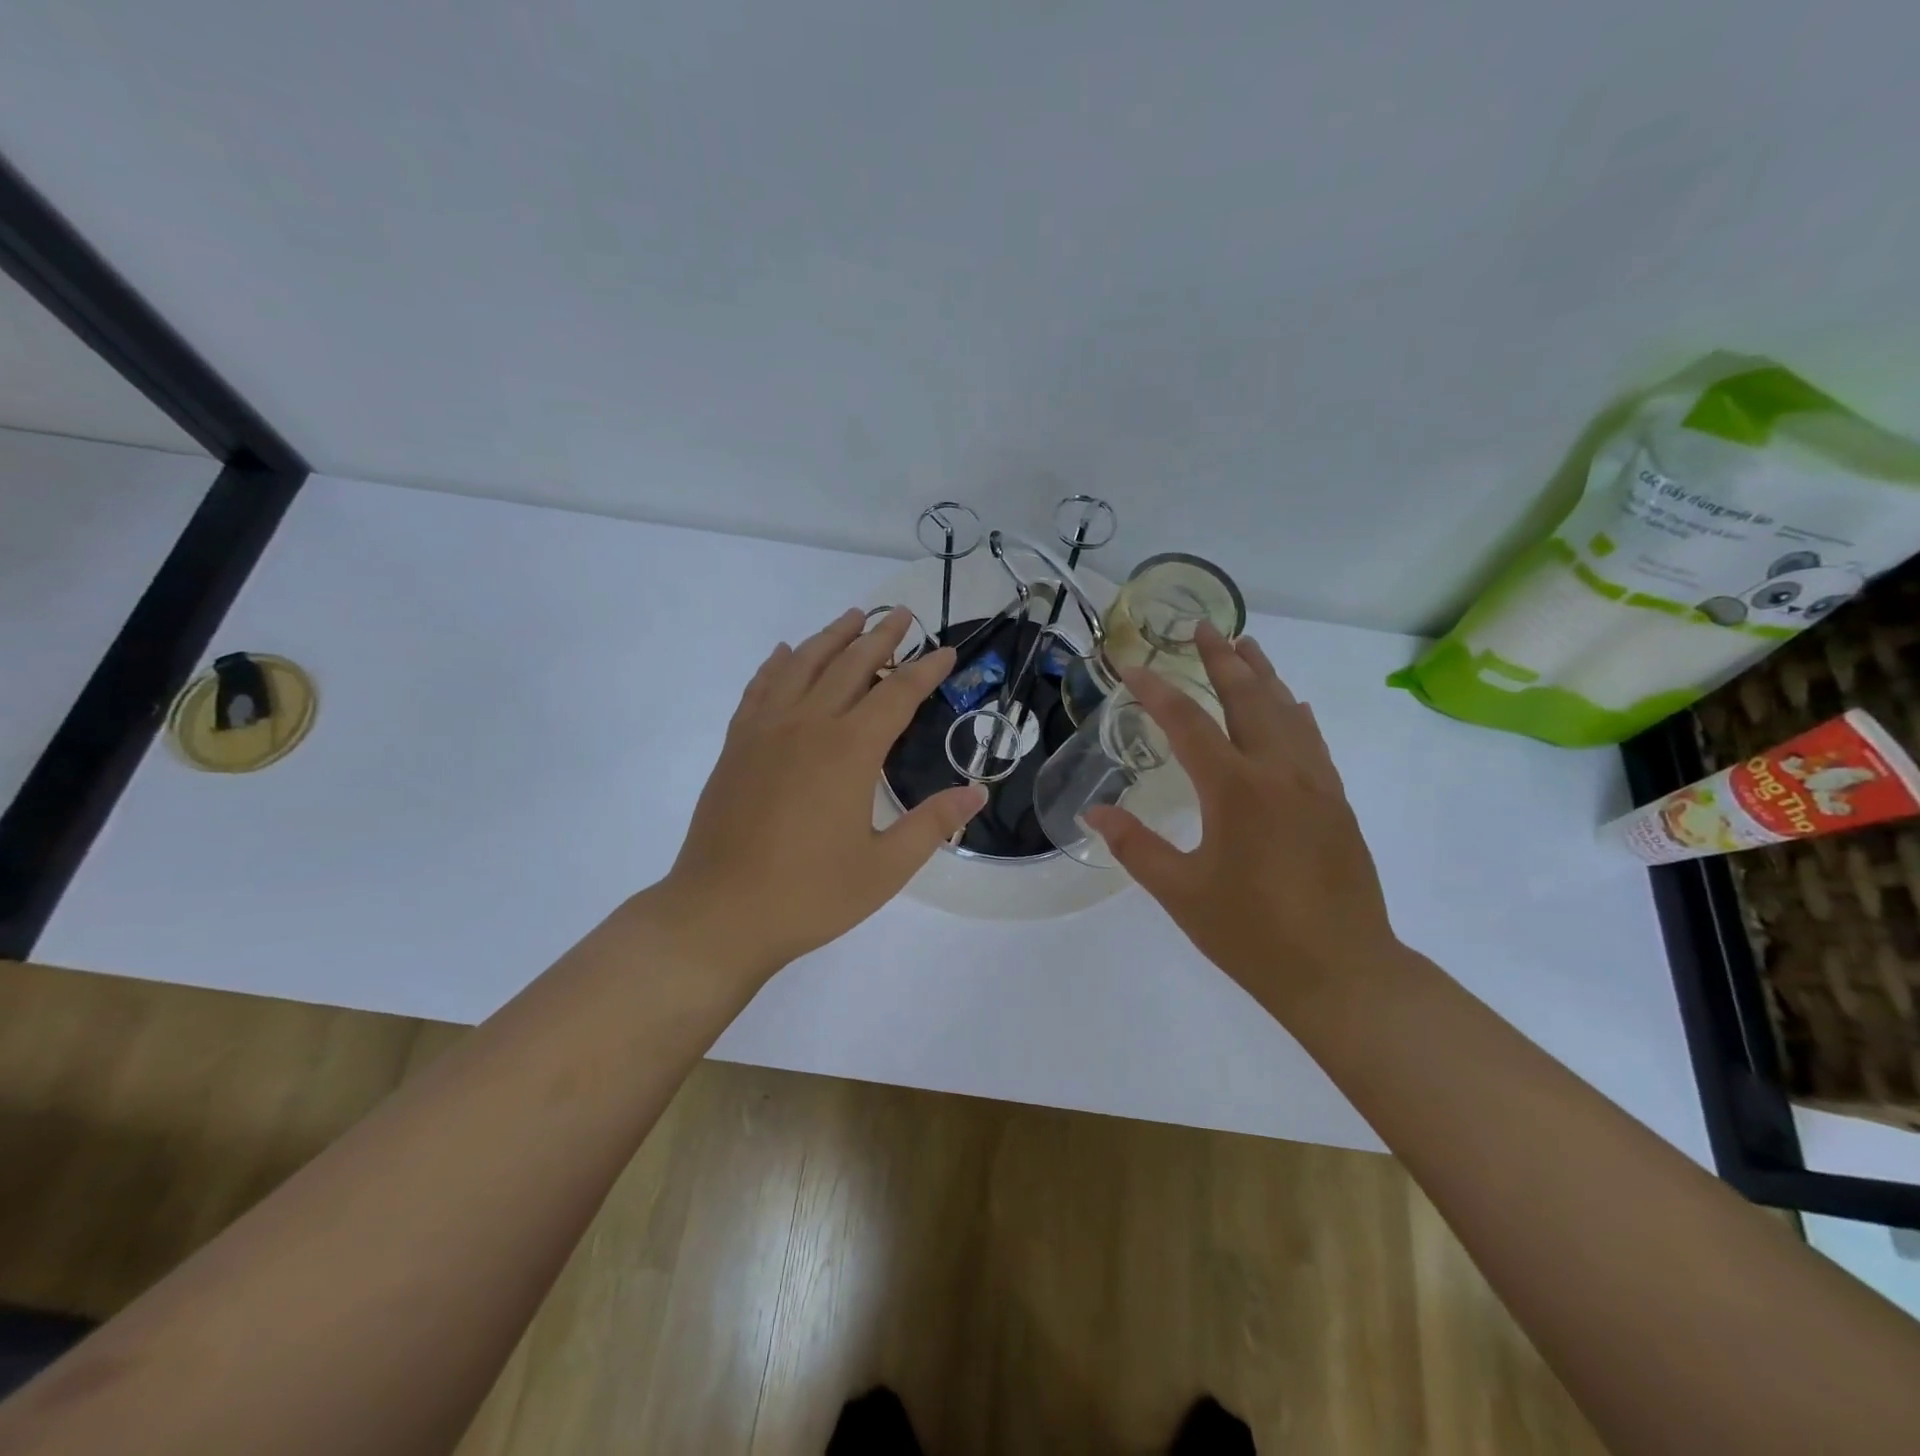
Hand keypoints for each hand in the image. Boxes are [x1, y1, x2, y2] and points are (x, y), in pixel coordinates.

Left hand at [651, 608, 984, 979]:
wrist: (719, 913)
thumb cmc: (810, 895)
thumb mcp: (885, 868)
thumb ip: (932, 824)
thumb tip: (977, 792)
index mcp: (849, 751)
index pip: (897, 694)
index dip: (925, 670)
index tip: (946, 651)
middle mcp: (807, 725)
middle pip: (849, 665)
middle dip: (880, 637)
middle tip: (903, 614)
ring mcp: (765, 731)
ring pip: (802, 665)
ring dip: (830, 637)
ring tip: (852, 616)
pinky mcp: (736, 745)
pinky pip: (759, 688)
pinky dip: (776, 664)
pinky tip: (784, 653)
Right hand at [1081, 622, 1397, 1007]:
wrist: (1342, 972)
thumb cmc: (1252, 934)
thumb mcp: (1181, 893)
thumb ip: (1135, 847)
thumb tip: (1095, 814)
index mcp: (1235, 789)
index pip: (1187, 722)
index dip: (1156, 689)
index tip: (1130, 665)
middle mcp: (1278, 772)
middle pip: (1248, 698)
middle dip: (1221, 659)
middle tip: (1203, 626)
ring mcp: (1315, 784)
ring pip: (1287, 712)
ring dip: (1263, 675)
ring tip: (1245, 645)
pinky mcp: (1336, 802)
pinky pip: (1312, 740)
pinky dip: (1294, 712)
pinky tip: (1291, 705)